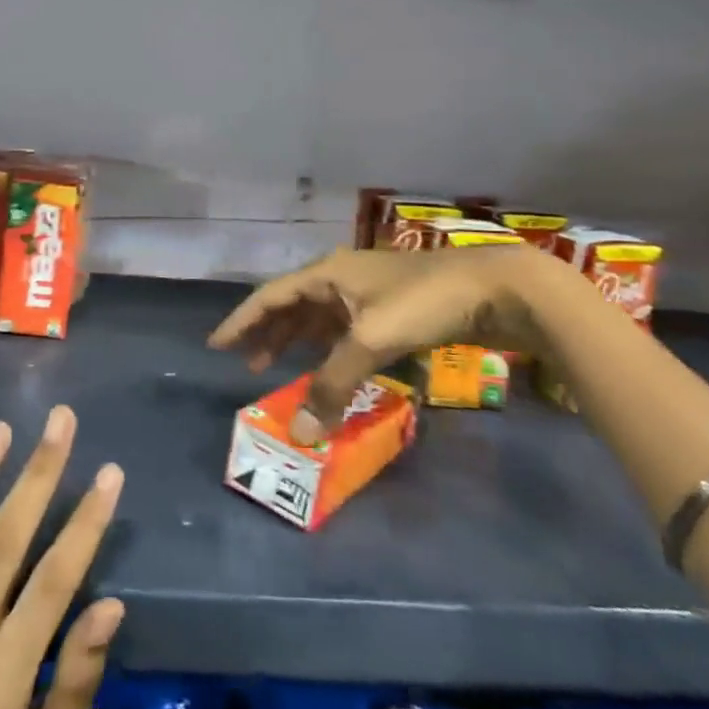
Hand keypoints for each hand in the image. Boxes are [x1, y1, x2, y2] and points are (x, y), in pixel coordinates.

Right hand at [208, 246, 556, 443]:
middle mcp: (340, 277)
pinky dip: (328, 349)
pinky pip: (344, 329)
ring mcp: (367, 292)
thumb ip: (332, 384)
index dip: (241, 321)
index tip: (215, 345)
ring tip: (278, 368)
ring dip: (297, 342)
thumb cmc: (423, 302)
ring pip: (319, 318)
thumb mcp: (371, 340)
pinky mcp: (392, 308)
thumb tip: (300, 434)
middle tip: (247, 364)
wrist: (494, 287)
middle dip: (267, 333)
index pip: (270, 296)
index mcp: (327, 273)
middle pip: (291, 305)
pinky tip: (330, 368)